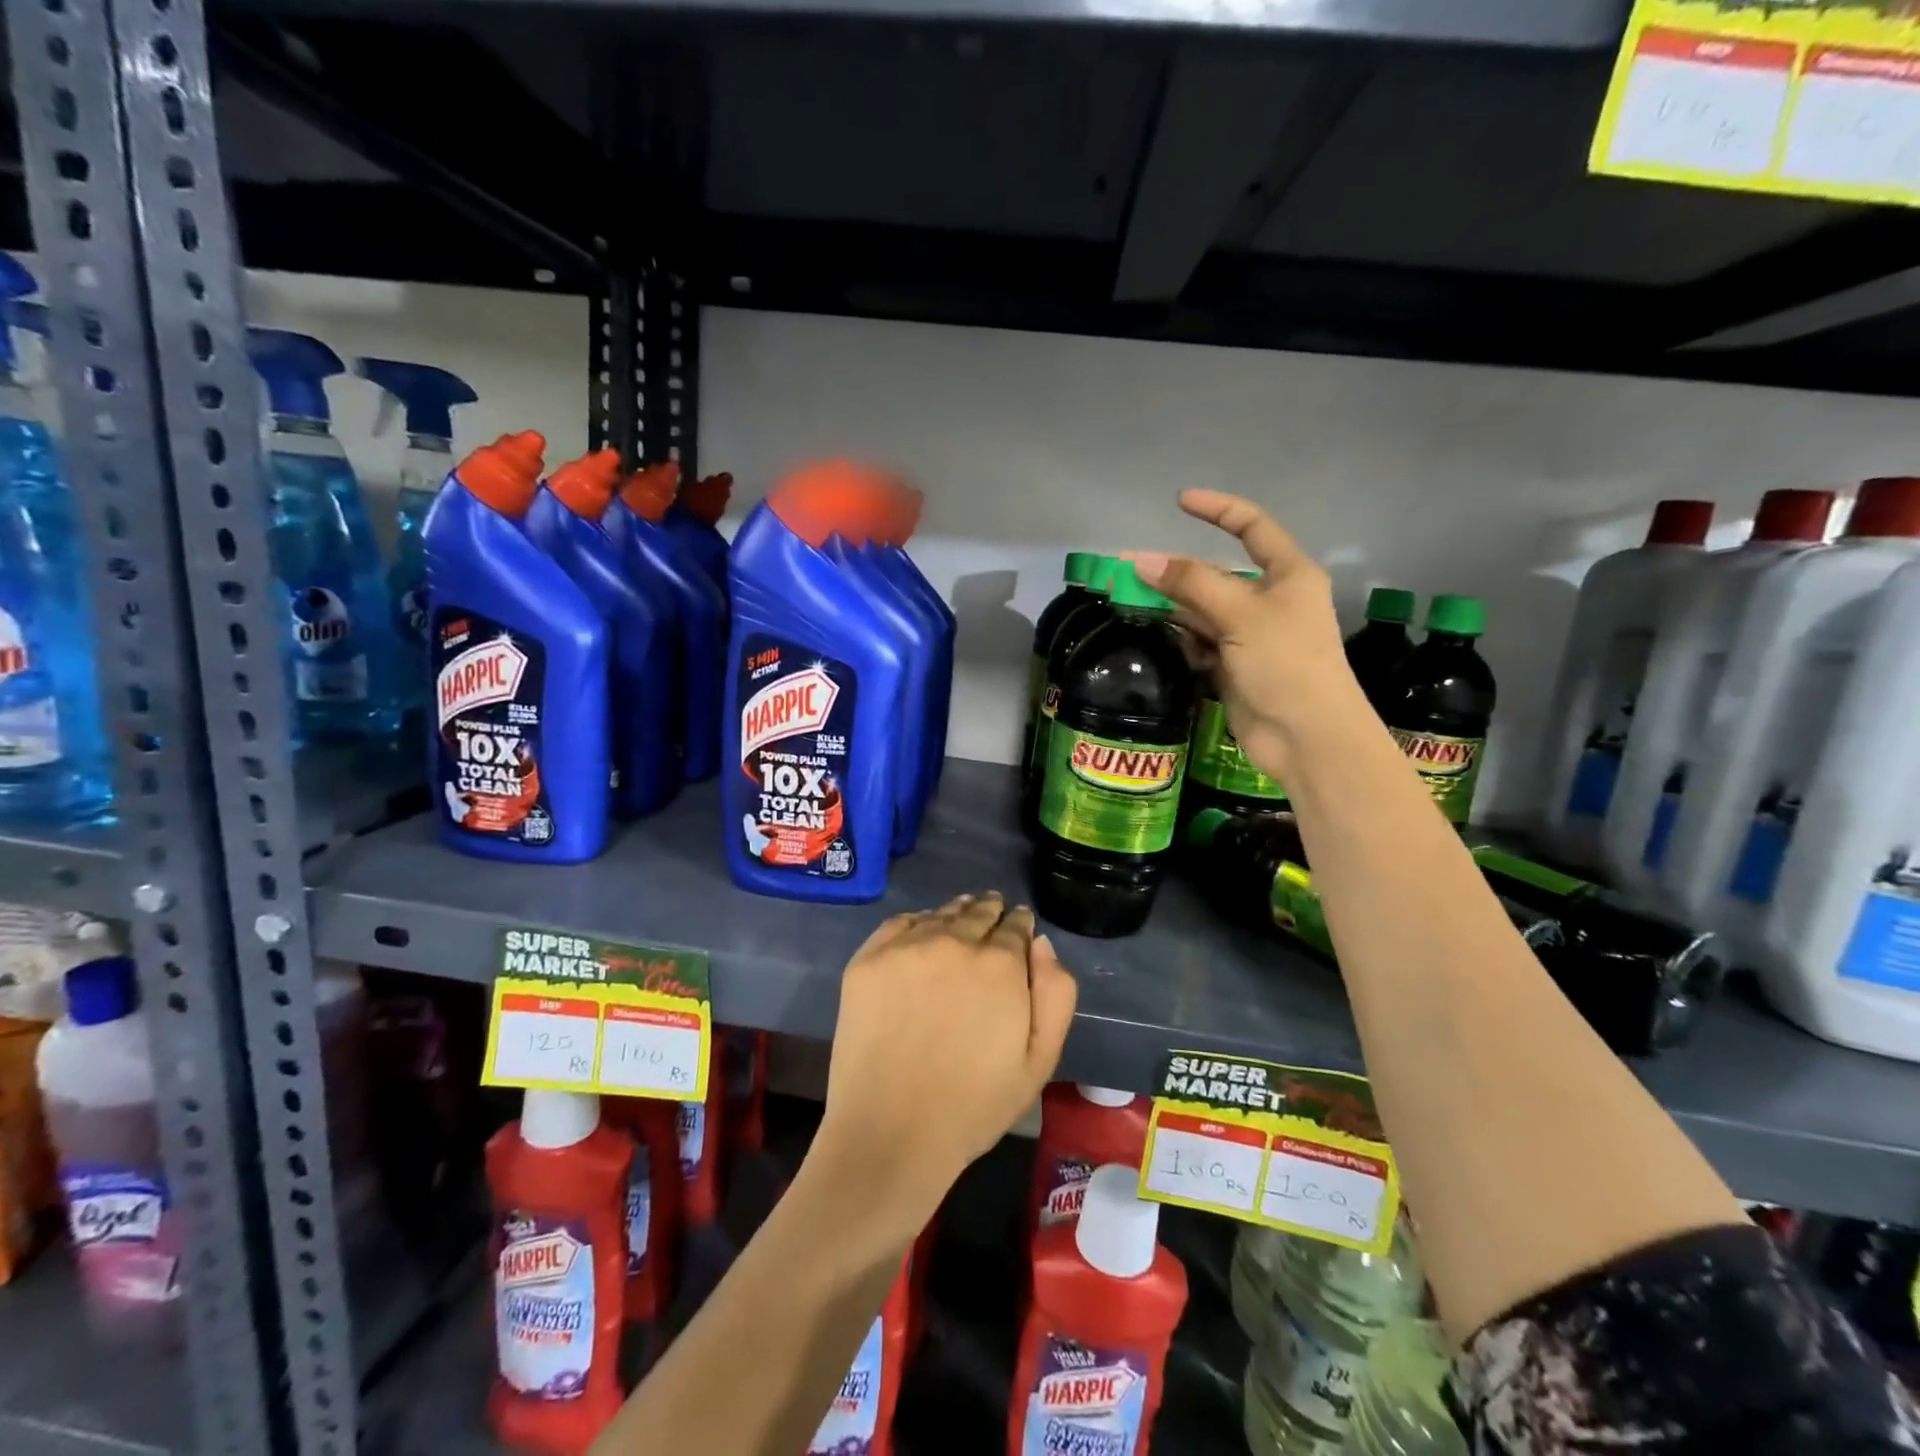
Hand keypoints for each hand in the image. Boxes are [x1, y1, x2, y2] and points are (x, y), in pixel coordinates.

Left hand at [814, 892, 1076, 1232]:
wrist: (891, 1134)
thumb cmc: (974, 1106)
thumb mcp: (1039, 1061)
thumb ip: (1055, 994)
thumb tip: (1040, 943)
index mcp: (1000, 963)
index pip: (1016, 926)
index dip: (1020, 925)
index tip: (1019, 927)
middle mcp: (954, 941)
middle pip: (978, 912)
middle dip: (990, 912)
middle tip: (992, 913)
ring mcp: (906, 947)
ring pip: (940, 914)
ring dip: (956, 914)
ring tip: (961, 918)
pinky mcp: (868, 959)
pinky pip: (900, 924)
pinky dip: (917, 923)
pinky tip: (921, 935)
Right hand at [1131, 489, 1365, 786]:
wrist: (1306, 737)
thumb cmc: (1286, 664)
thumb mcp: (1241, 614)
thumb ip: (1191, 584)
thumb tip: (1141, 560)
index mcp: (1287, 574)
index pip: (1252, 527)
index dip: (1218, 509)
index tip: (1180, 502)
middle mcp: (1269, 600)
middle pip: (1215, 574)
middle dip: (1175, 571)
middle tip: (1128, 570)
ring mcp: (1249, 635)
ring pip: (1201, 610)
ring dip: (1171, 607)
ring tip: (1130, 603)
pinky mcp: (1233, 666)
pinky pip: (1199, 641)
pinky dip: (1180, 639)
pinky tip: (1161, 640)